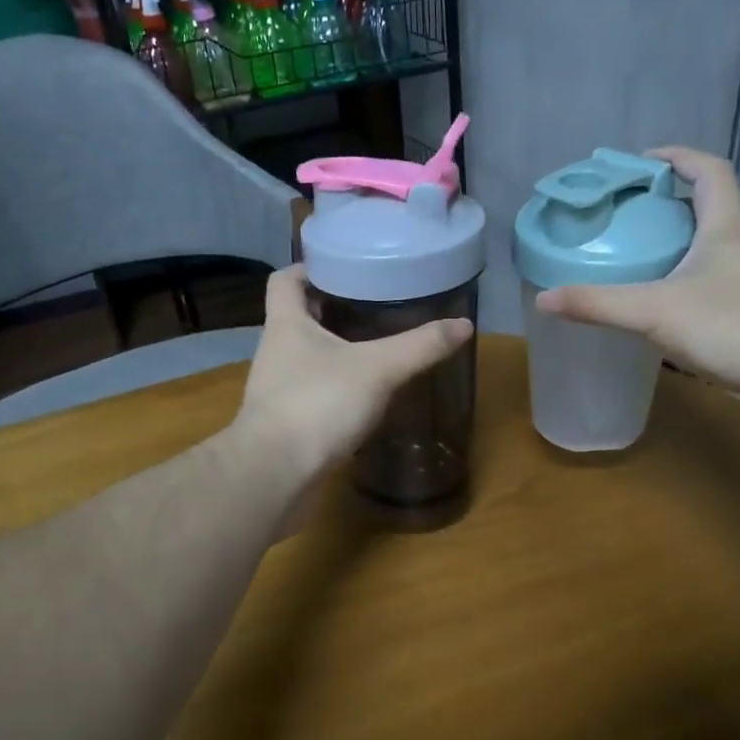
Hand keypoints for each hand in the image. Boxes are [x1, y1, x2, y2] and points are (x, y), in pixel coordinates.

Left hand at [233, 265, 473, 483]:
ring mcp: (277, 387)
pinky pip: (312, 389)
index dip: (309, 267)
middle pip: (298, 315)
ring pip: (306, 355)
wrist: (275, 473)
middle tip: (373, 301)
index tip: (343, 265)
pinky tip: (365, 392)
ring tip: (376, 343)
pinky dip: (335, 384)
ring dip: (335, 347)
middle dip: (331, 306)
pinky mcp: (286, 420)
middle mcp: (275, 350)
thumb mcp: (377, 369)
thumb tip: (465, 325)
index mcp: (285, 323)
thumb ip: (420, 346)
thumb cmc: (318, 403)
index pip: (285, 279)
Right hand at [537, 147, 739, 394]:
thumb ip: (597, 304)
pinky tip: (663, 307)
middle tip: (625, 214)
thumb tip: (543, 298)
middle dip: (668, 203)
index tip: (641, 162)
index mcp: (724, 229)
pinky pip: (715, 284)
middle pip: (709, 208)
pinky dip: (686, 282)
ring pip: (712, 249)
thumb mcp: (654, 311)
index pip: (709, 172)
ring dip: (678, 244)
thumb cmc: (733, 327)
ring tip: (636, 258)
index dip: (677, 158)